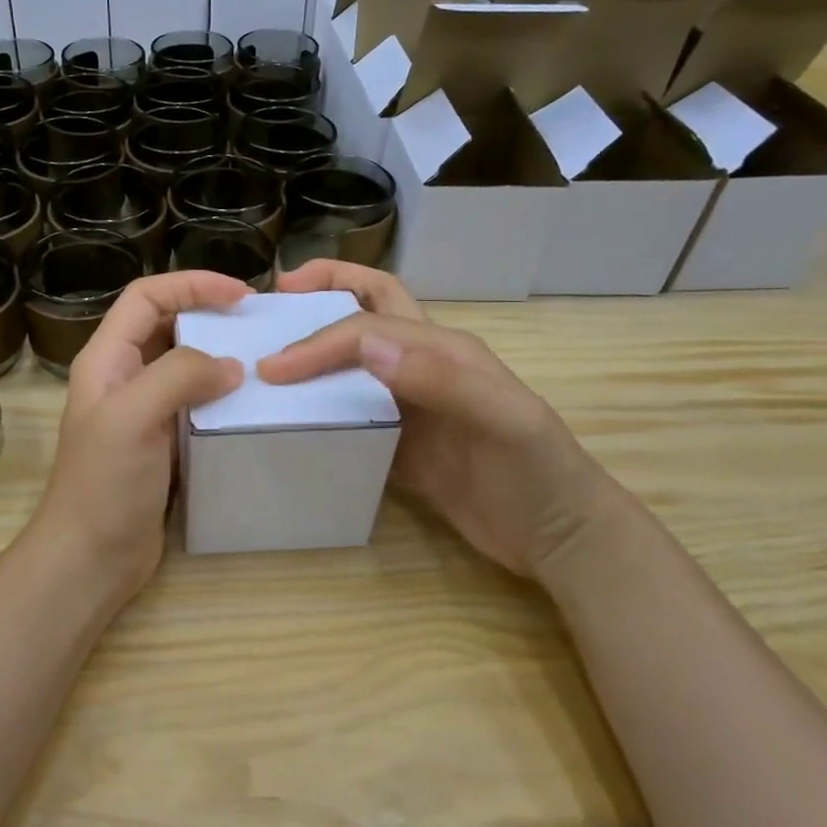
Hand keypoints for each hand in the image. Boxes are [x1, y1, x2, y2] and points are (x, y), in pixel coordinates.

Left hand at [26, 270, 248, 603]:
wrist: (91, 558)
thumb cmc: (104, 484)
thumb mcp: (134, 416)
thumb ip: (179, 376)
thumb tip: (231, 366)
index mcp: (107, 359)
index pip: (147, 297)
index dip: (191, 285)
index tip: (241, 294)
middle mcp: (123, 378)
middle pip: (166, 325)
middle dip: (209, 315)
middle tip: (258, 323)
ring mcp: (143, 412)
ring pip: (184, 366)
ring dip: (219, 357)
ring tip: (262, 360)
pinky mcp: (163, 443)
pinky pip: (195, 404)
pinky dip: (221, 396)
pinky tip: (249, 405)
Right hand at [257, 261, 618, 582]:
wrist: (556, 537)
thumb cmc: (538, 472)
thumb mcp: (504, 421)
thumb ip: (440, 380)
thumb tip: (367, 346)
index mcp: (443, 349)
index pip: (367, 328)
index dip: (320, 340)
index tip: (274, 367)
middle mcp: (421, 365)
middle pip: (368, 307)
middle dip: (324, 289)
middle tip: (275, 300)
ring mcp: (409, 403)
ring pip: (353, 359)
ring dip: (316, 349)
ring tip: (271, 357)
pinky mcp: (399, 442)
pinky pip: (351, 413)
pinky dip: (320, 406)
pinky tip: (294, 418)